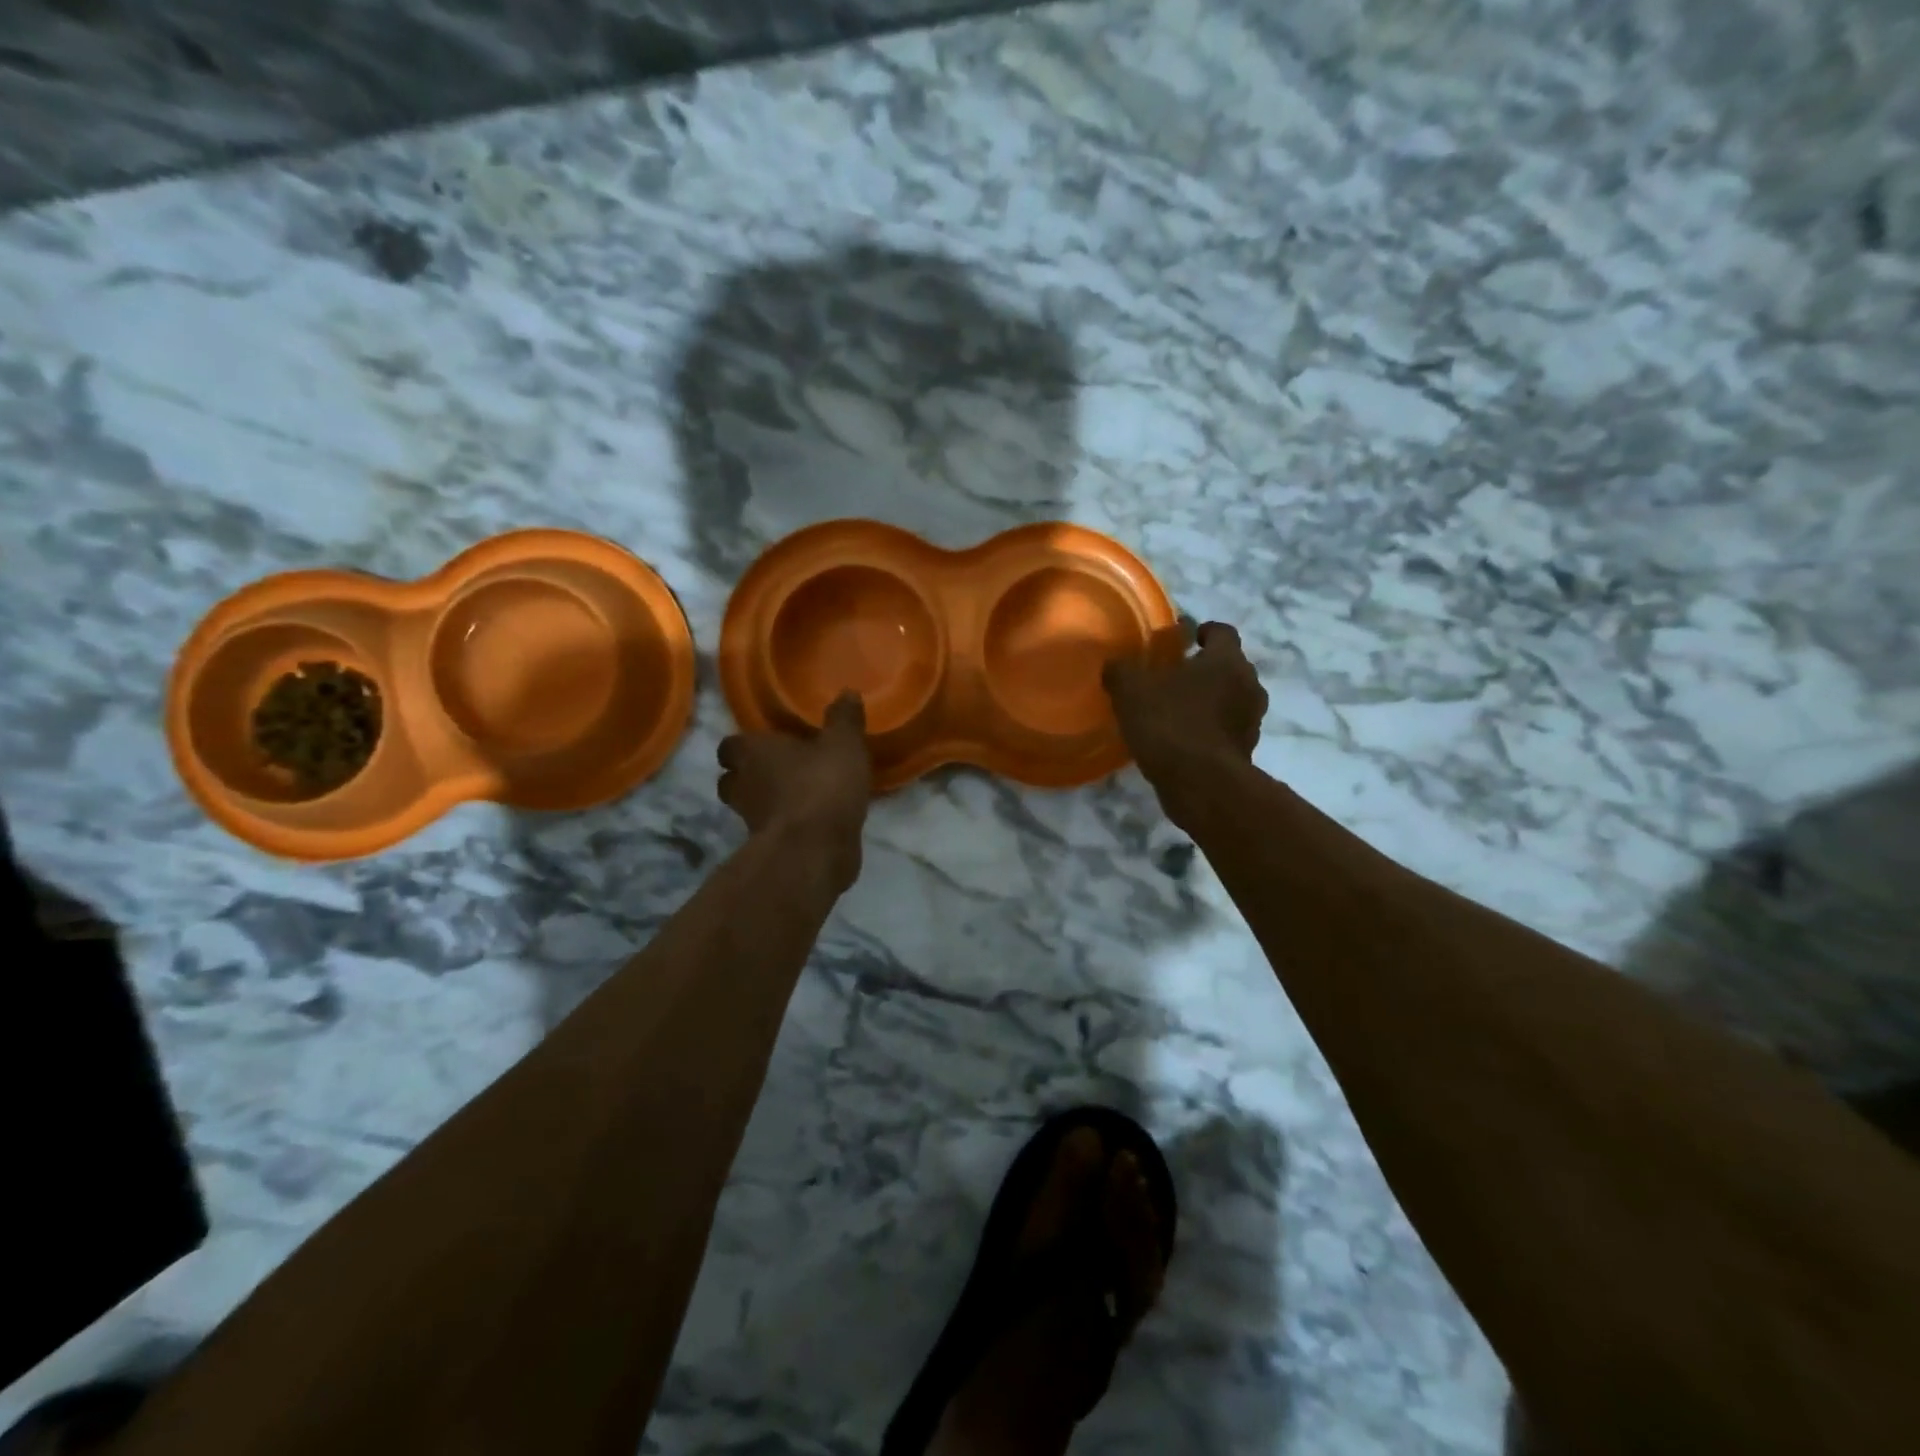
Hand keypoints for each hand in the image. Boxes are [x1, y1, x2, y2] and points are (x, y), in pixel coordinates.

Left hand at [717, 692, 873, 892]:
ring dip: (768, 801)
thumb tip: (847, 692)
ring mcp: (752, 821)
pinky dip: (787, 825)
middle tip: (780, 769)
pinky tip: (814, 821)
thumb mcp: (843, 744)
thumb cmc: (822, 785)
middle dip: (750, 775)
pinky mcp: (769, 848)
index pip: (730, 745)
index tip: (767, 743)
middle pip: (732, 778)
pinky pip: (773, 831)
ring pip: (750, 806)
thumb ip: (844, 720)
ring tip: (799, 795)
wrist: (815, 849)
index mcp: (752, 752)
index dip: (745, 744)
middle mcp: (743, 785)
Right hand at [1102, 620, 1267, 789]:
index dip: (1204, 631)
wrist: (1201, 784)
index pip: (1223, 632)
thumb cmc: (1170, 723)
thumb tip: (1115, 665)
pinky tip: (1183, 740)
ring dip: (1209, 701)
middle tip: (1174, 676)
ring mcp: (1252, 721)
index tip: (1185, 638)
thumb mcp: (1131, 690)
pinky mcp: (1246, 751)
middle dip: (1205, 668)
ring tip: (1177, 710)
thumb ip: (1122, 670)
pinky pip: (1226, 730)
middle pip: (1230, 666)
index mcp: (1227, 660)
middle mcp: (1249, 685)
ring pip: (1231, 699)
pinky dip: (1209, 729)